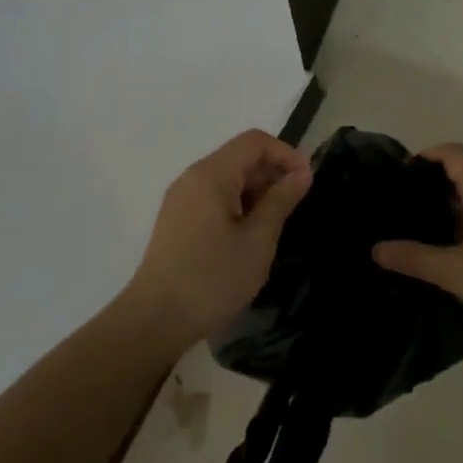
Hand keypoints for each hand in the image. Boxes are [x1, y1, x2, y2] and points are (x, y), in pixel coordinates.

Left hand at [125, 129, 312, 345]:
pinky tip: (250, 236)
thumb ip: (280, 201)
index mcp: (211, 174)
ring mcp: (182, 199)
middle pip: (240, 157)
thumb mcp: (257, 240)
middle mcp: (193, 178)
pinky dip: (238, 206)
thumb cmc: (212, 279)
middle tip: (295, 207)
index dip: (286, 154)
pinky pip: (214, 198)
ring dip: (257, 192)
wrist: (155, 320)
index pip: (254, 142)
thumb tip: (302, 174)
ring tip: (276, 225)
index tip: (307, 182)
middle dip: (272, 173)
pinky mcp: (178, 220)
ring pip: (228, 179)